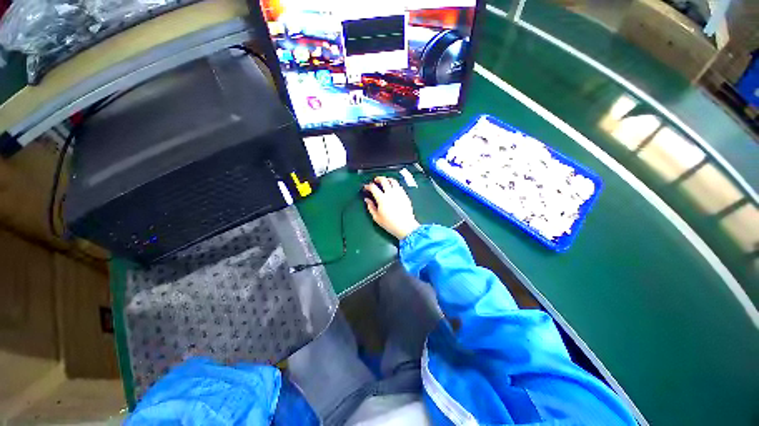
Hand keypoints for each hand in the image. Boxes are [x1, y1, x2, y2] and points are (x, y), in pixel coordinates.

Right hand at [364, 176, 419, 239]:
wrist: (405, 226)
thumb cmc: (390, 224)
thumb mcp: (377, 217)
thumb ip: (370, 207)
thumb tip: (367, 200)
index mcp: (382, 198)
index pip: (373, 187)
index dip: (368, 186)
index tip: (366, 187)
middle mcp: (390, 193)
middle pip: (383, 180)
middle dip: (378, 179)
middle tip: (375, 181)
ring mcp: (399, 193)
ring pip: (393, 181)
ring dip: (387, 179)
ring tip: (385, 181)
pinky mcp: (405, 195)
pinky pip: (399, 186)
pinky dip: (394, 184)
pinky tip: (393, 188)